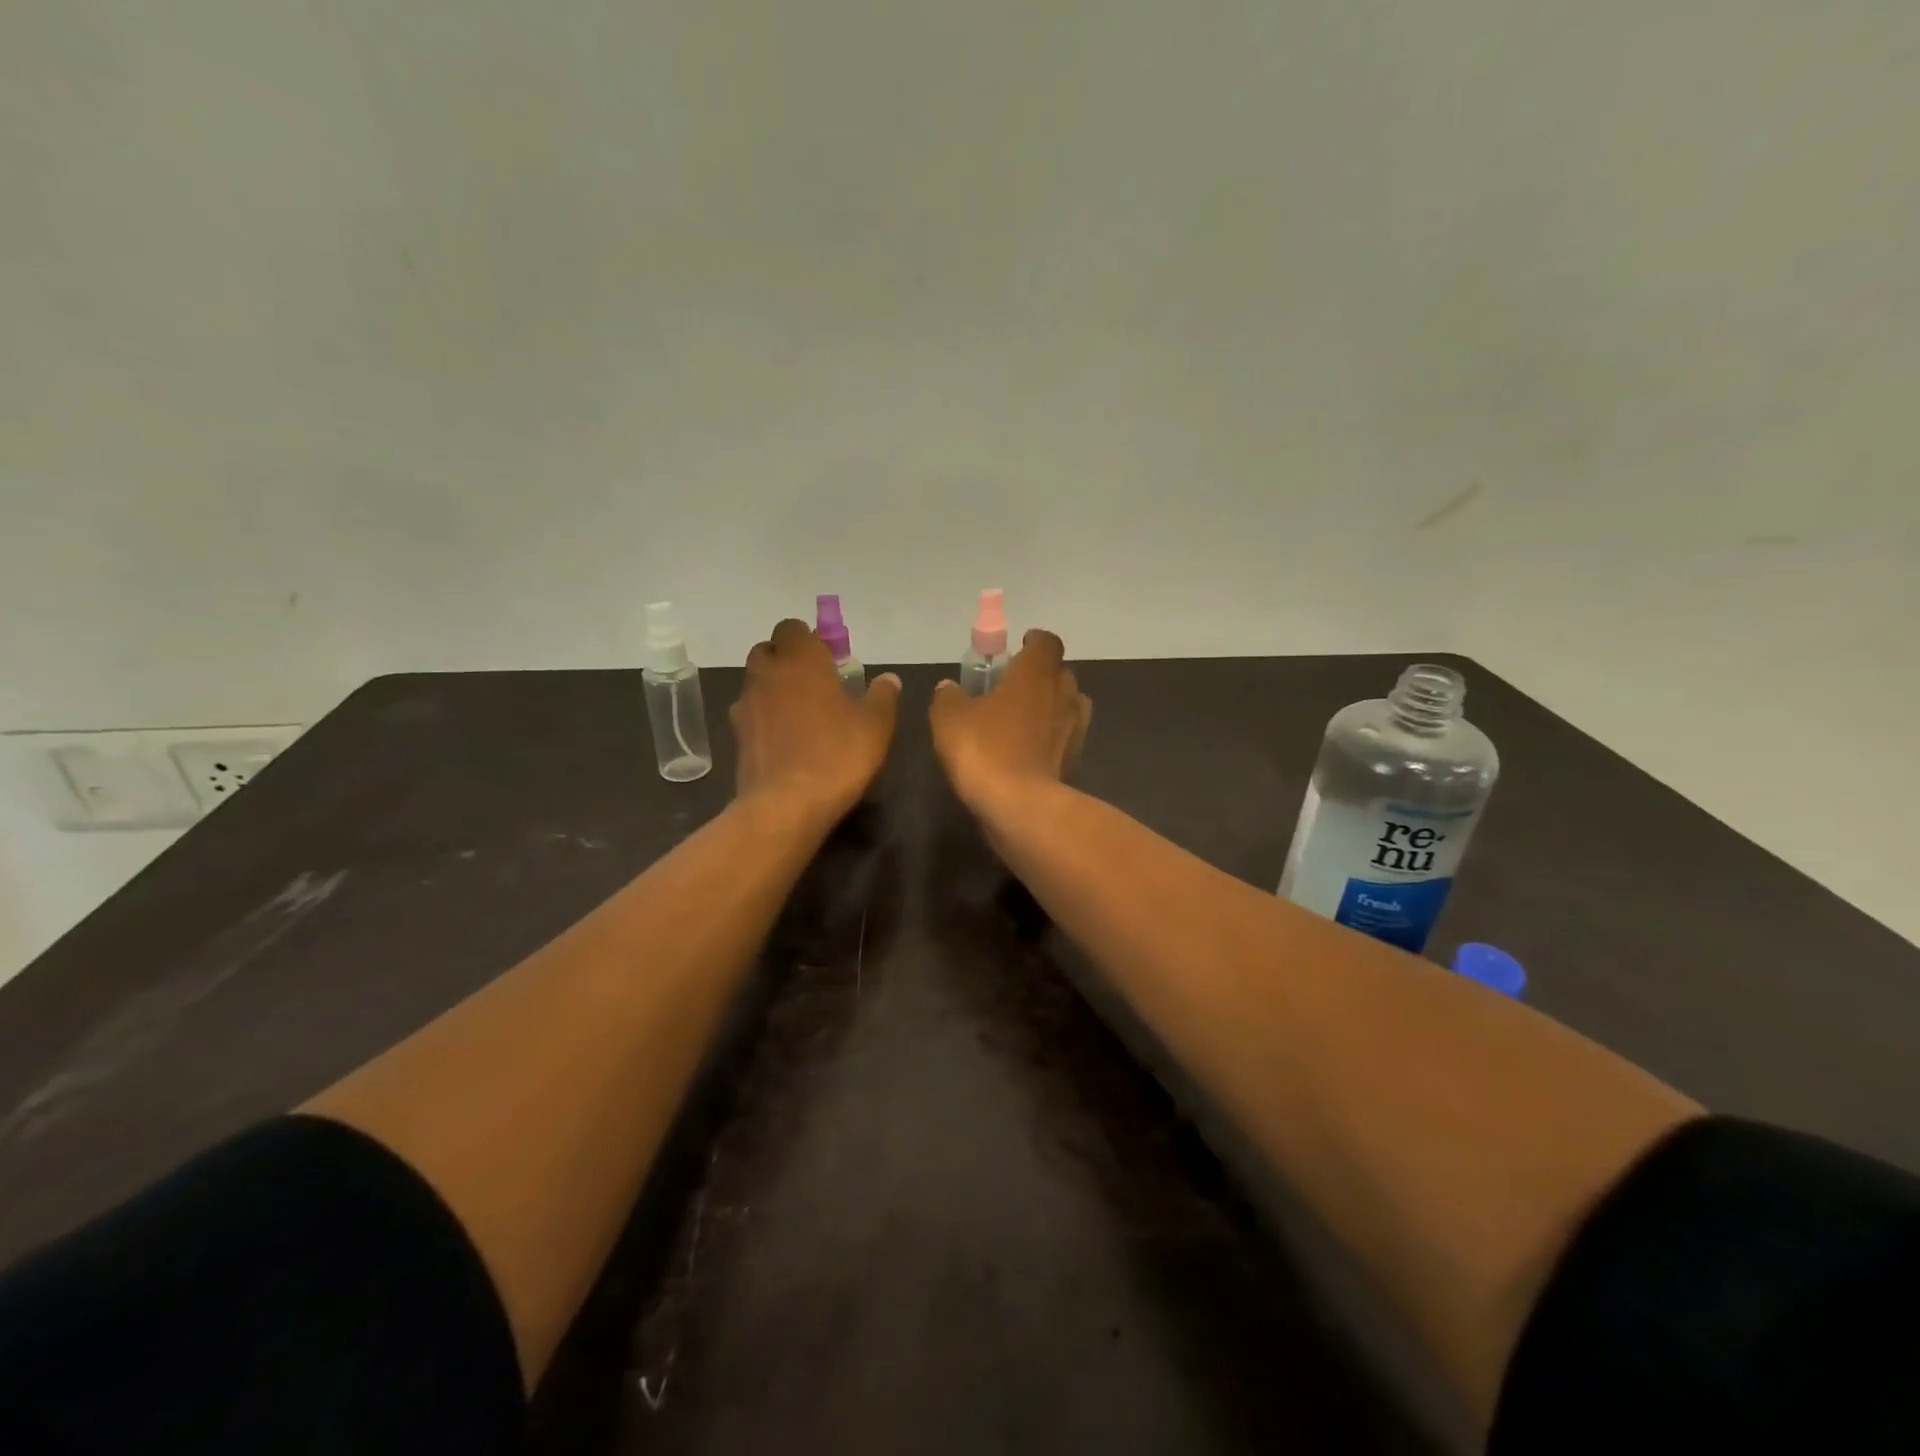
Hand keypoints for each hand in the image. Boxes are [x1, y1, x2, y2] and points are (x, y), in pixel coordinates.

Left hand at [731, 619, 901, 823]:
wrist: (787, 804)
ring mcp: (746, 705)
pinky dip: (765, 718)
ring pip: (756, 682)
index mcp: (800, 660)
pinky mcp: (736, 736)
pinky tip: (785, 740)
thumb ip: (882, 696)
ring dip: (774, 689)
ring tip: (801, 714)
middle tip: (815, 683)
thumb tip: (888, 679)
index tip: (829, 660)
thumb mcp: (876, 725)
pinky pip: (751, 714)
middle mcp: (767, 673)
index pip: (792, 628)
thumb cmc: (838, 754)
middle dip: (787, 660)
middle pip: (769, 651)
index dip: (809, 639)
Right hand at [930, 628, 1090, 815]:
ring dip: (1049, 707)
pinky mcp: (1076, 761)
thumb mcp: (949, 718)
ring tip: (1021, 720)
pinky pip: (1064, 739)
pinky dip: (1050, 739)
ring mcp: (1074, 729)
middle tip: (1013, 686)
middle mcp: (1063, 694)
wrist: (1020, 806)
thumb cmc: (984, 749)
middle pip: (1060, 673)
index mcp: (1036, 673)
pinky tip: (1027, 752)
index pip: (1047, 642)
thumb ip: (949, 697)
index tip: (1018, 647)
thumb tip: (949, 688)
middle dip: (1040, 676)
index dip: (1034, 642)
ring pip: (1067, 706)